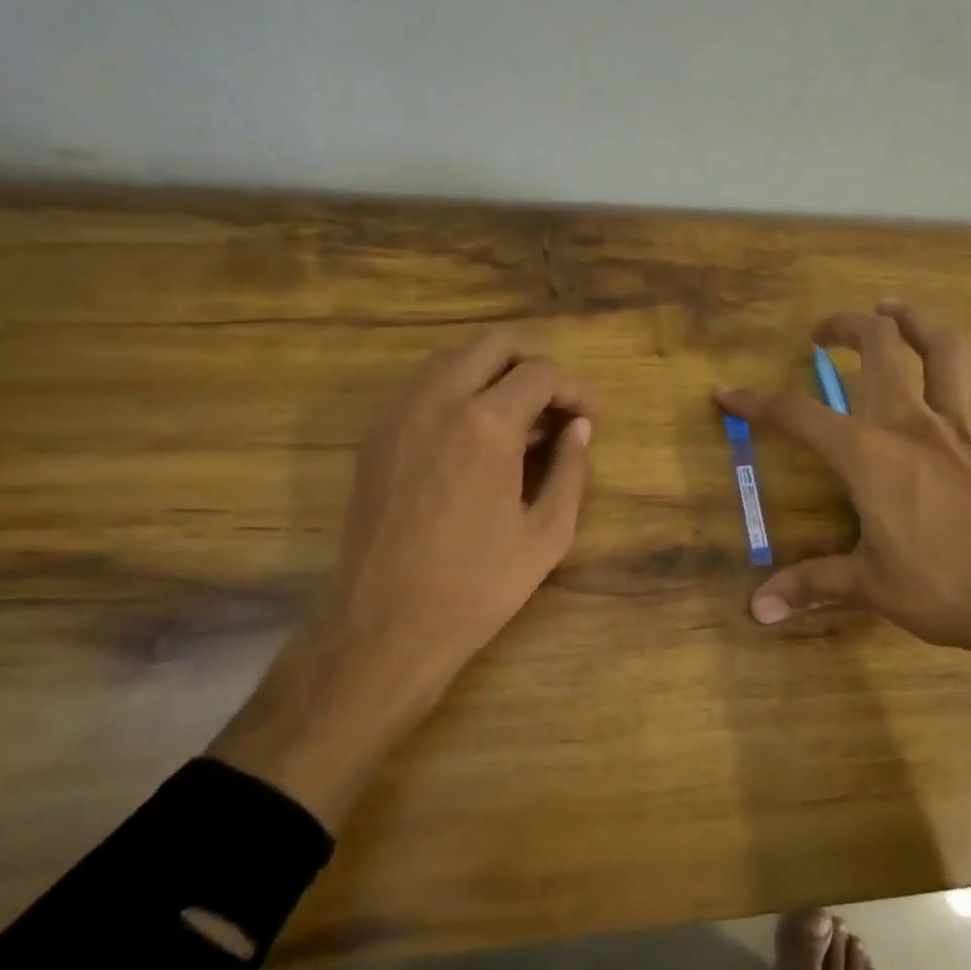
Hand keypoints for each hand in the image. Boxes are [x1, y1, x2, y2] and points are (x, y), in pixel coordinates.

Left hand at [210, 333, 595, 827]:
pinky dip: (458, 390)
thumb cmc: (477, 585)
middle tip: (558, 404)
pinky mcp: (376, 435)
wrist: (385, 625)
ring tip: (521, 419)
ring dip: (494, 373)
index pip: (541, 373)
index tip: (594, 416)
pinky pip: (424, 386)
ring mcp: (399, 413)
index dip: (576, 389)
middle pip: (493, 344)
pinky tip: (477, 434)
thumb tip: (581, 428)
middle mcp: (437, 401)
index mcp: (486, 424)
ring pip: (453, 358)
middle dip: (535, 363)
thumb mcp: (547, 534)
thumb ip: (572, 470)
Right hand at [715, 301, 970, 671]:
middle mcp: (913, 425)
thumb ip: (811, 586)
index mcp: (869, 454)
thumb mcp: (869, 587)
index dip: (757, 403)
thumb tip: (757, 610)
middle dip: (847, 326)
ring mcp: (966, 429)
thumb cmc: (945, 589)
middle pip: (880, 347)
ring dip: (920, 322)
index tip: (728, 393)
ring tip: (896, 311)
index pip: (798, 416)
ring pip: (946, 351)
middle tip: (824, 331)